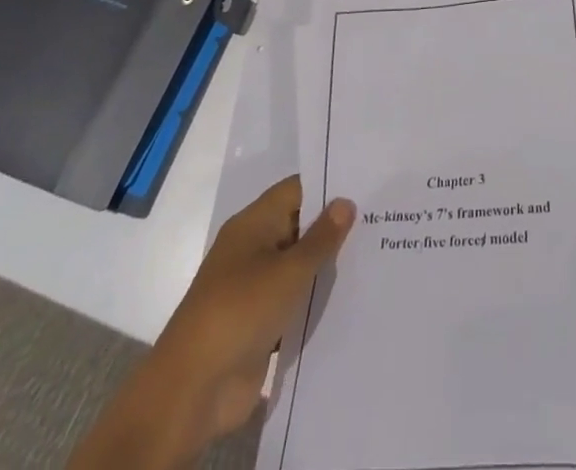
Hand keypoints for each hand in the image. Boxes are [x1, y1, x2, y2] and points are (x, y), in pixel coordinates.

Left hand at [69, 178, 354, 469]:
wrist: (193, 390)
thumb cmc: (240, 311)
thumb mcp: (288, 271)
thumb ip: (321, 237)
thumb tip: (346, 201)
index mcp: (253, 224)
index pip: (297, 190)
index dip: (329, 185)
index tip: (368, 184)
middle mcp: (253, 249)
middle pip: (299, 227)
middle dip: (334, 227)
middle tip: (382, 220)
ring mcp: (255, 288)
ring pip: (299, 267)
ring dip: (327, 267)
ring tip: (376, 255)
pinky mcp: (260, 325)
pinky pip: (294, 302)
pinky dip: (315, 301)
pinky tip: (353, 299)